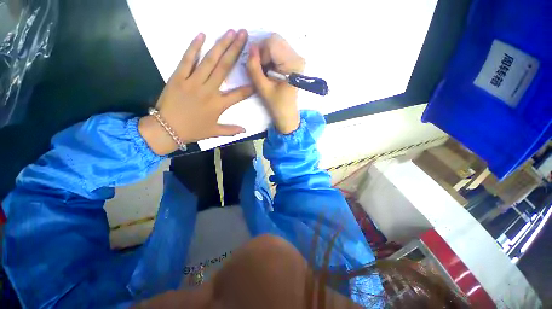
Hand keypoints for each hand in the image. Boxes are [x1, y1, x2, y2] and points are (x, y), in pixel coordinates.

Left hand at [139, 29, 252, 154]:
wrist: (166, 130)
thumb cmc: (193, 131)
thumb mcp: (214, 132)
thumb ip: (231, 130)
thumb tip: (245, 130)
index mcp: (218, 105)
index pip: (239, 94)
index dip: (250, 87)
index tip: (257, 75)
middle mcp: (209, 90)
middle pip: (225, 68)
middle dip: (236, 51)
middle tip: (244, 35)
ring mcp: (193, 82)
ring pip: (209, 61)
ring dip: (221, 45)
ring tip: (230, 32)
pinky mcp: (178, 77)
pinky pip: (187, 59)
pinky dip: (194, 47)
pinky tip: (202, 35)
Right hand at [246, 34, 304, 133]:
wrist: (287, 114)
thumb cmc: (277, 104)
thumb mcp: (262, 88)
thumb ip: (254, 68)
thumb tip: (251, 48)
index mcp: (293, 63)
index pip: (272, 42)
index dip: (261, 53)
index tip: (260, 69)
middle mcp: (298, 56)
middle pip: (274, 40)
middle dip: (263, 53)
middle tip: (262, 70)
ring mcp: (297, 58)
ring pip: (276, 44)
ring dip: (266, 56)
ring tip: (267, 72)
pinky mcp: (294, 61)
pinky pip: (279, 50)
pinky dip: (270, 58)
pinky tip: (271, 71)